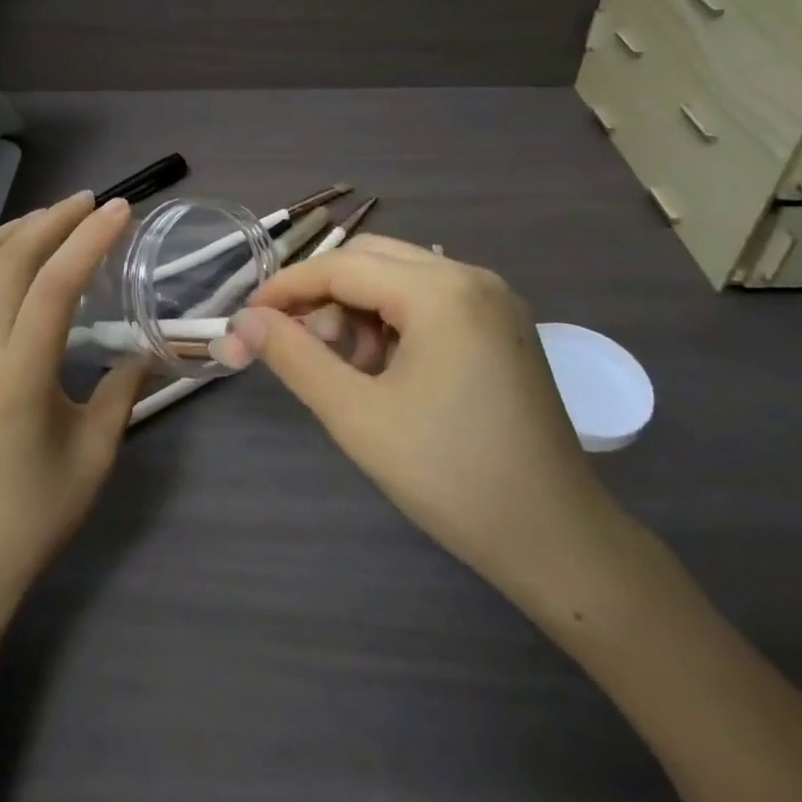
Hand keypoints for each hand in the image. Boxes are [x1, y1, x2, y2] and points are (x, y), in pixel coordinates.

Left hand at [0, 192, 142, 627]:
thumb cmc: (35, 512)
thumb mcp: (97, 451)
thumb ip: (124, 388)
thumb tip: (147, 345)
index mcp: (19, 375)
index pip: (56, 283)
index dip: (90, 239)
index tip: (119, 210)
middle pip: (12, 261)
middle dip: (54, 221)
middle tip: (88, 204)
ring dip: (5, 232)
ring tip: (40, 219)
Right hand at [212, 236, 630, 618]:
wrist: (557, 541)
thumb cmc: (451, 476)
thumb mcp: (357, 415)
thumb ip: (294, 357)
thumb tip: (245, 321)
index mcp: (442, 291)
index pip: (343, 266)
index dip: (287, 288)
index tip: (247, 318)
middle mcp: (472, 277)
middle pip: (372, 260)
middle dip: (324, 296)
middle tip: (297, 345)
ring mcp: (494, 300)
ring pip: (400, 278)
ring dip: (359, 310)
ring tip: (346, 369)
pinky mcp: (503, 326)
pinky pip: (431, 300)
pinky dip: (394, 322)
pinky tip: (386, 370)